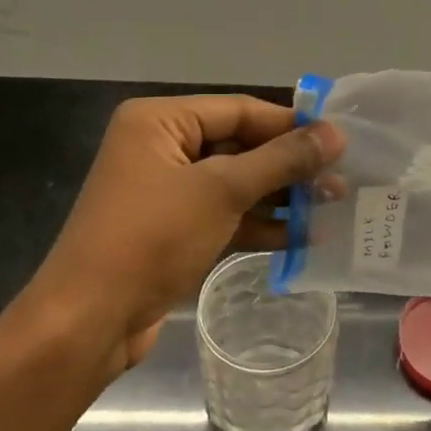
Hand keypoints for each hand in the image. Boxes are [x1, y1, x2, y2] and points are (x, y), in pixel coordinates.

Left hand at [5, 94, 341, 388]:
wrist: (89, 320)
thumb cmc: (151, 238)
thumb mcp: (221, 191)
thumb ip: (280, 160)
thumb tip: (335, 134)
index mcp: (160, 122)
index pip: (239, 110)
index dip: (291, 124)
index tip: (340, 140)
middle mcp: (161, 148)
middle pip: (240, 145)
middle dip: (289, 165)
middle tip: (341, 178)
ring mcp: (167, 192)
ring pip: (236, 183)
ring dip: (281, 196)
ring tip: (332, 206)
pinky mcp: (174, 230)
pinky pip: (225, 215)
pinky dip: (260, 224)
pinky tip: (302, 237)